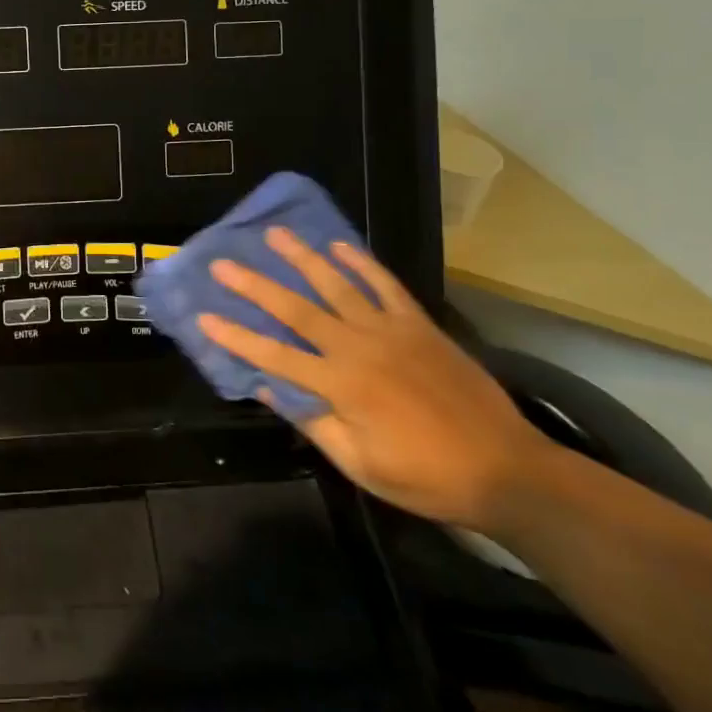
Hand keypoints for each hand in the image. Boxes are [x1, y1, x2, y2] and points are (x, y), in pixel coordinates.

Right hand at [201, 229, 551, 531]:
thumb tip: (269, 389)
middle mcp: (358, 348)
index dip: (237, 338)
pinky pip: (385, 285)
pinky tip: (340, 246)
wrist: (506, 469)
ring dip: (303, 258)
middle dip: (256, 286)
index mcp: (341, 386)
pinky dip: (362, 263)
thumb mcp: (362, 465)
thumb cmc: (427, 477)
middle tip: (224, 263)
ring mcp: (391, 330)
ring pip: (337, 286)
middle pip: (297, 311)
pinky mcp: (419, 324)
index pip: (275, 357)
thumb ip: (314, 424)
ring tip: (276, 234)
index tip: (205, 317)